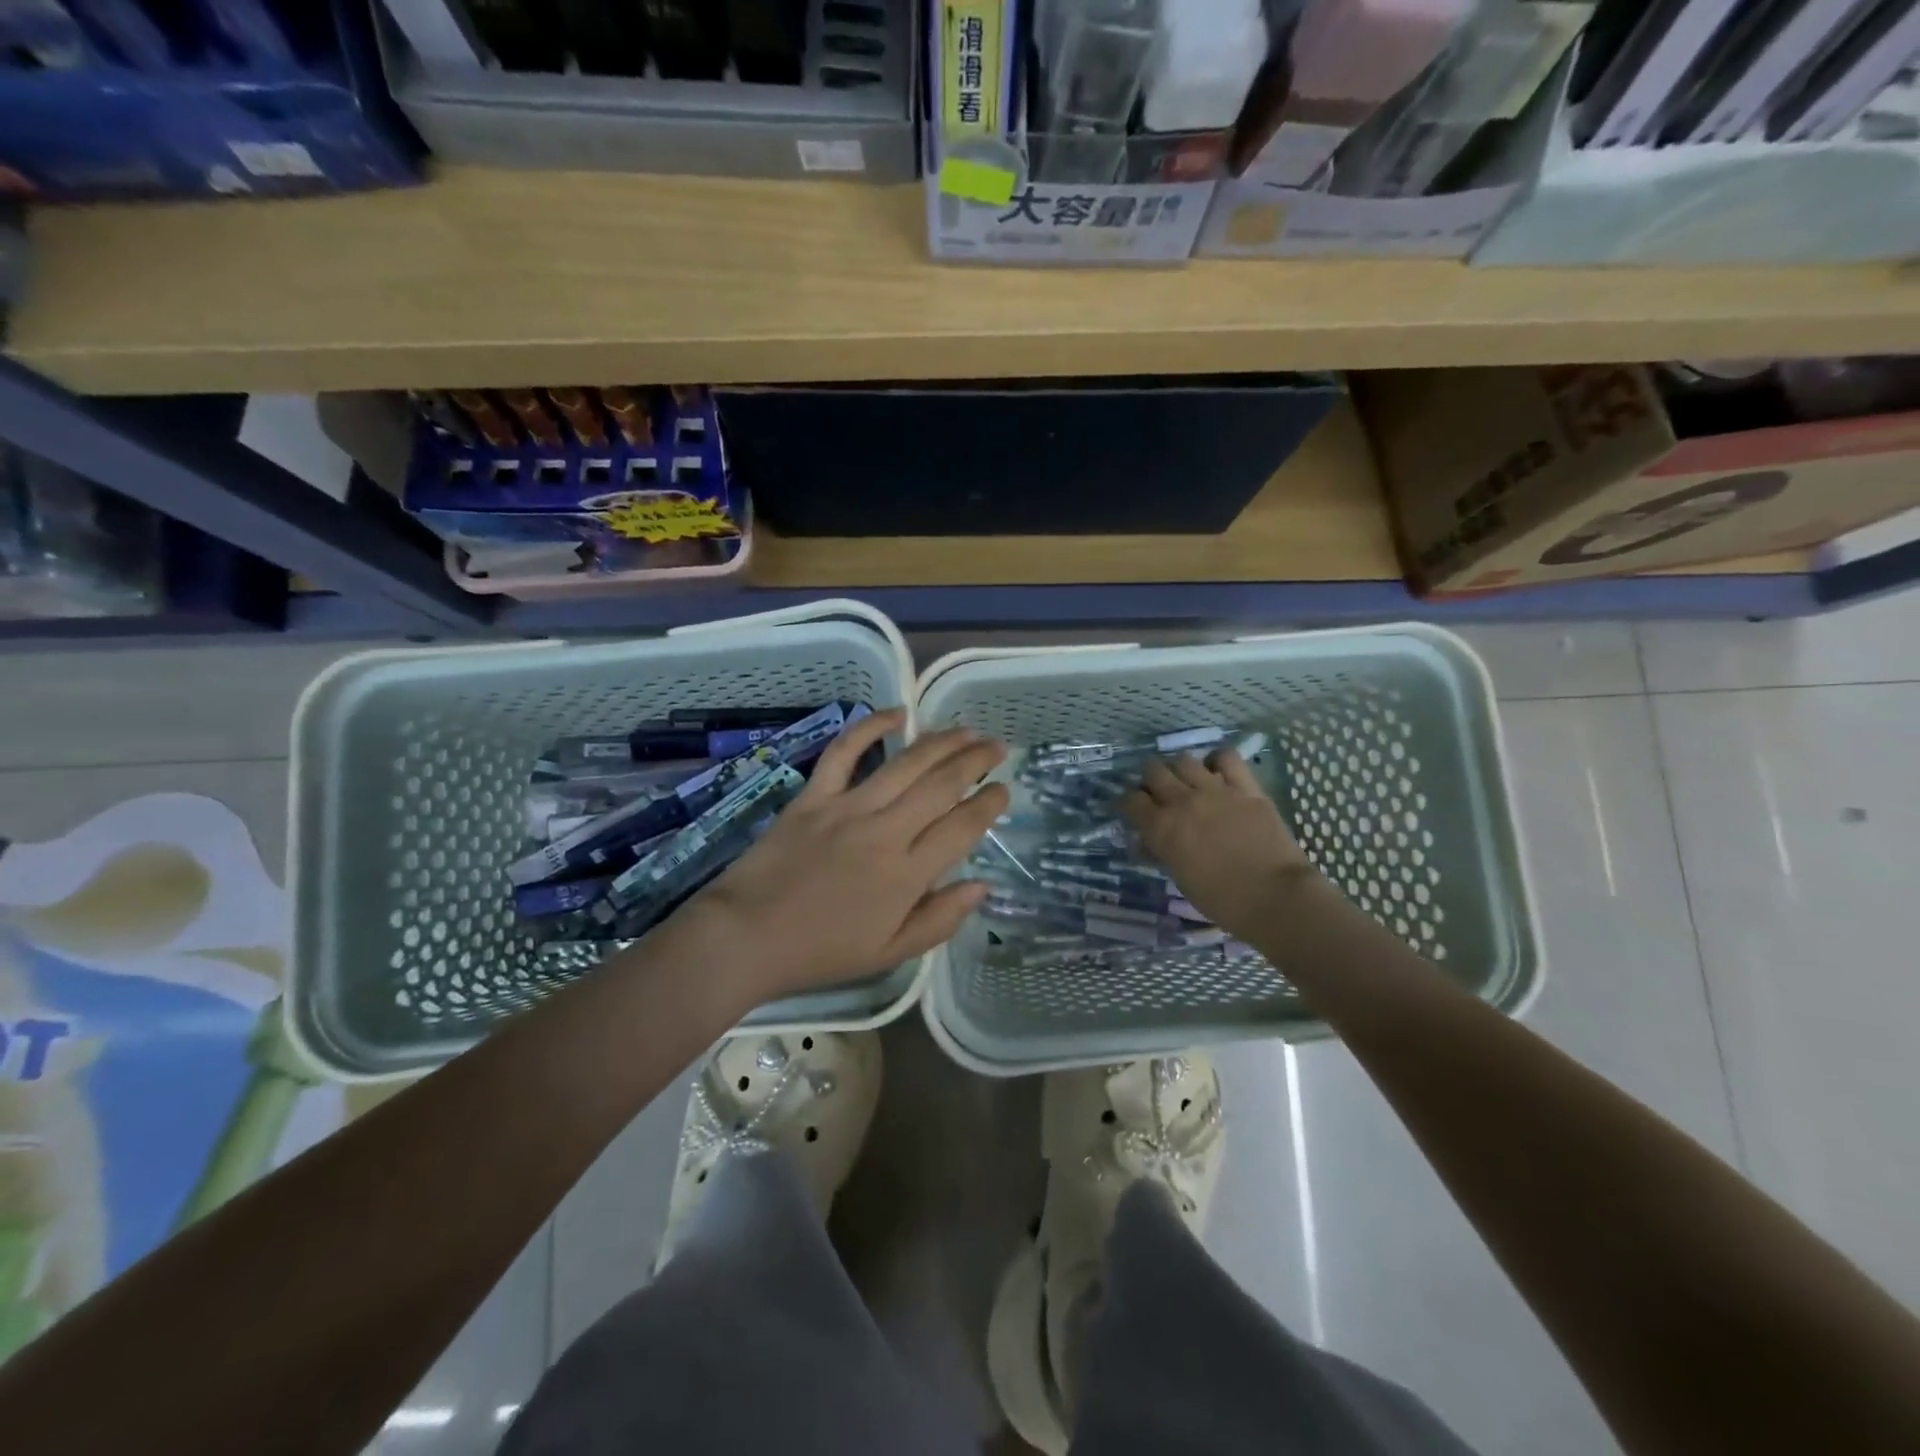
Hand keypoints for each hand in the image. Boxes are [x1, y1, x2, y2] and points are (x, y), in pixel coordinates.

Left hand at [686, 710, 1009, 1003]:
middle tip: (996, 746)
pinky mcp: (814, 796)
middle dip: (975, 761)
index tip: (1004, 789)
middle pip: (941, 785)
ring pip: (905, 763)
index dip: (989, 804)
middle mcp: (885, 832)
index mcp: (907, 875)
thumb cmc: (822, 951)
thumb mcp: (890, 953)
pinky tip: (896, 713)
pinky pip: (845, 752)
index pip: (962, 828)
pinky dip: (870, 727)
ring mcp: (848, 808)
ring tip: (966, 730)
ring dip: (941, 742)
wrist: (747, 937)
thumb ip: (940, 919)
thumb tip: (982, 885)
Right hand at [1121, 748, 1318, 942]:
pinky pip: (1227, 757)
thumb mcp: (1181, 879)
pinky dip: (1217, 761)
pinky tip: (1217, 772)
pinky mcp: (1246, 788)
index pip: (1130, 801)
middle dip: (1149, 780)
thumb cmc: (1222, 899)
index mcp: (1162, 828)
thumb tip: (1145, 843)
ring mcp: (1216, 790)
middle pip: (1153, 771)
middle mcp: (1183, 801)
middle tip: (1156, 793)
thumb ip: (1160, 853)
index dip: (1126, 804)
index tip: (1130, 810)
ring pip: (1184, 760)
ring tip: (1185, 781)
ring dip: (1178, 769)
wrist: (1275, 897)